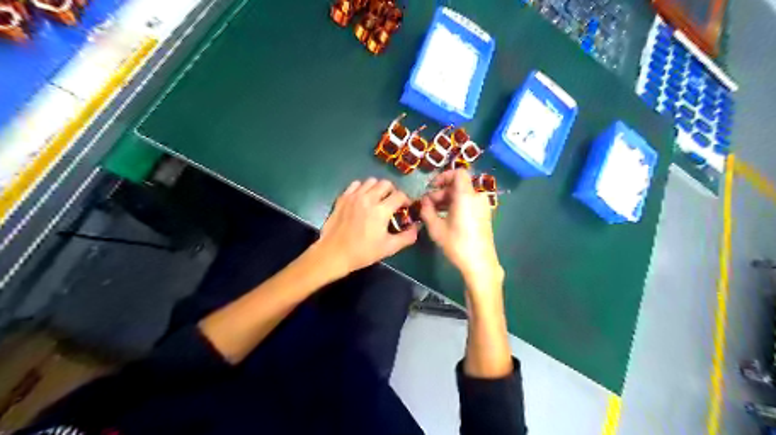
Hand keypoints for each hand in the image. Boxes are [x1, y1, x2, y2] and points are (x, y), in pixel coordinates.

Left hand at [314, 177, 418, 276]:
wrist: (334, 253)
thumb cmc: (363, 252)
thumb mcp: (389, 248)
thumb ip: (407, 237)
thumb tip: (416, 228)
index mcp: (381, 210)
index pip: (400, 195)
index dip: (406, 200)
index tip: (406, 207)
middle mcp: (368, 198)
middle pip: (386, 183)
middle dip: (393, 191)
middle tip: (392, 202)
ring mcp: (354, 196)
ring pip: (371, 181)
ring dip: (378, 188)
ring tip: (378, 199)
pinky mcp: (343, 197)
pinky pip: (356, 184)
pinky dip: (362, 188)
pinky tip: (363, 199)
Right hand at [418, 170, 503, 288]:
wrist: (480, 263)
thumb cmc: (457, 244)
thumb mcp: (436, 228)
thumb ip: (427, 210)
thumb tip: (424, 201)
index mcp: (466, 196)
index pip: (458, 173)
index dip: (444, 176)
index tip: (432, 187)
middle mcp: (477, 197)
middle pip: (458, 185)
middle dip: (441, 192)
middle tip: (428, 205)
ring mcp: (482, 206)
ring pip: (463, 194)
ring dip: (447, 199)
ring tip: (434, 213)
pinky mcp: (484, 215)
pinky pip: (469, 202)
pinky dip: (457, 205)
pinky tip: (446, 218)